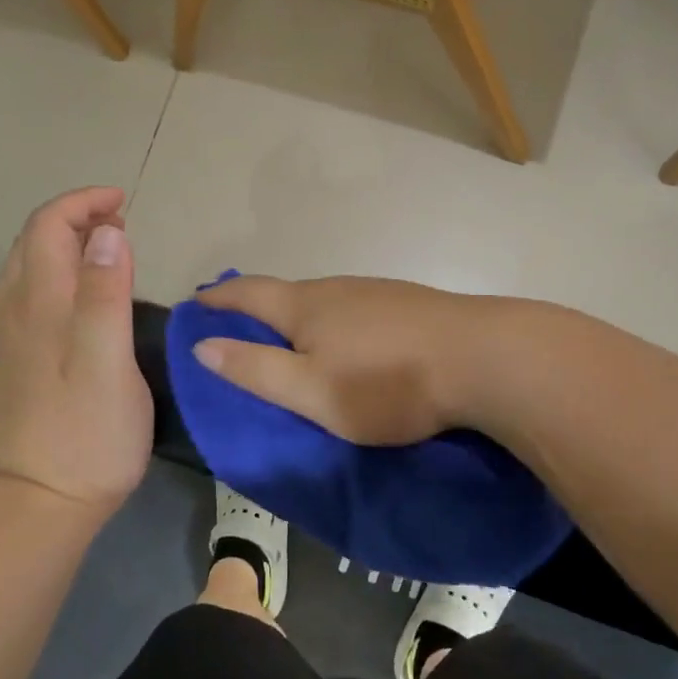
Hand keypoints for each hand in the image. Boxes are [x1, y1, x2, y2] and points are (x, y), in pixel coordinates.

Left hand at [0, 187, 152, 520]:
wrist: (44, 498)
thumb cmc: (88, 430)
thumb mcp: (107, 359)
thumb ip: (104, 293)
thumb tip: (107, 232)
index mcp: (41, 302)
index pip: (50, 225)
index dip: (85, 203)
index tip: (126, 205)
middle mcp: (18, 308)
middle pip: (35, 239)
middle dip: (76, 217)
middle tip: (123, 225)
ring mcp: (13, 333)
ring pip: (30, 264)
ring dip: (65, 240)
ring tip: (109, 248)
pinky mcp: (20, 356)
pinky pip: (31, 290)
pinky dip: (57, 269)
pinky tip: (81, 290)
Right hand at [190, 275, 480, 444]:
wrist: (481, 358)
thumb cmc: (387, 383)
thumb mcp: (311, 391)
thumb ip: (255, 369)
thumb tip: (203, 344)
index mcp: (306, 305)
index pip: (248, 293)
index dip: (218, 298)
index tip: (196, 301)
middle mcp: (338, 287)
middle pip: (286, 292)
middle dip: (257, 305)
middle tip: (237, 323)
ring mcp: (378, 292)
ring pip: (325, 299)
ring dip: (298, 313)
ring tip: (290, 334)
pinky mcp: (409, 304)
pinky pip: (356, 309)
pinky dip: (335, 321)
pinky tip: (348, 338)